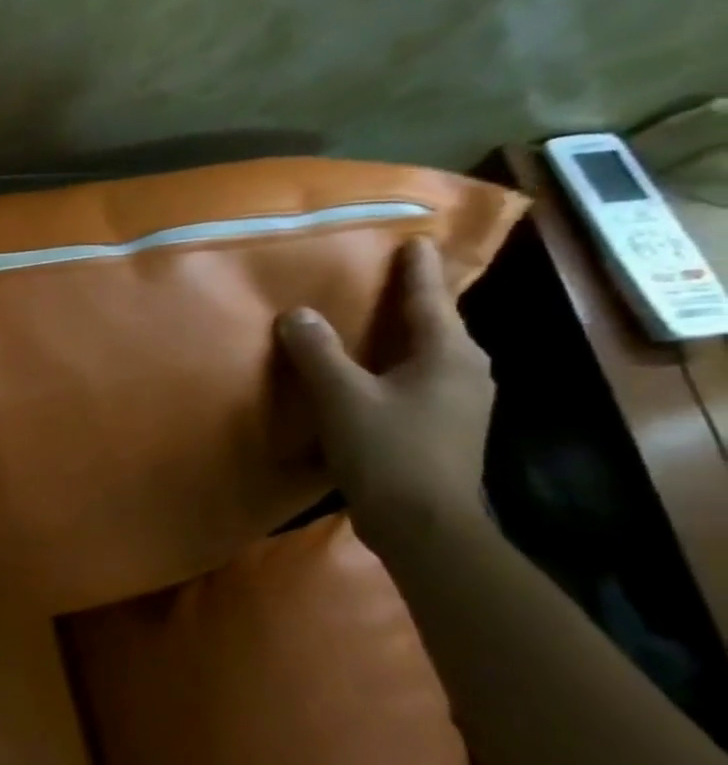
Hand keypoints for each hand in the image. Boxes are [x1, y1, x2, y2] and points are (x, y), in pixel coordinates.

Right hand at [277, 236, 494, 548]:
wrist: (424, 523)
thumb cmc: (388, 451)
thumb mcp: (342, 397)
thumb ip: (317, 353)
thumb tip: (296, 314)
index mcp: (449, 354)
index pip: (430, 299)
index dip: (417, 271)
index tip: (415, 241)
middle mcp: (467, 370)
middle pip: (437, 325)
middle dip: (414, 302)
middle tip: (388, 281)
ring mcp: (463, 402)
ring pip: (430, 355)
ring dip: (405, 337)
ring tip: (378, 325)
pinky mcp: (448, 428)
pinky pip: (422, 380)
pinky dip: (400, 367)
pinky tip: (377, 374)